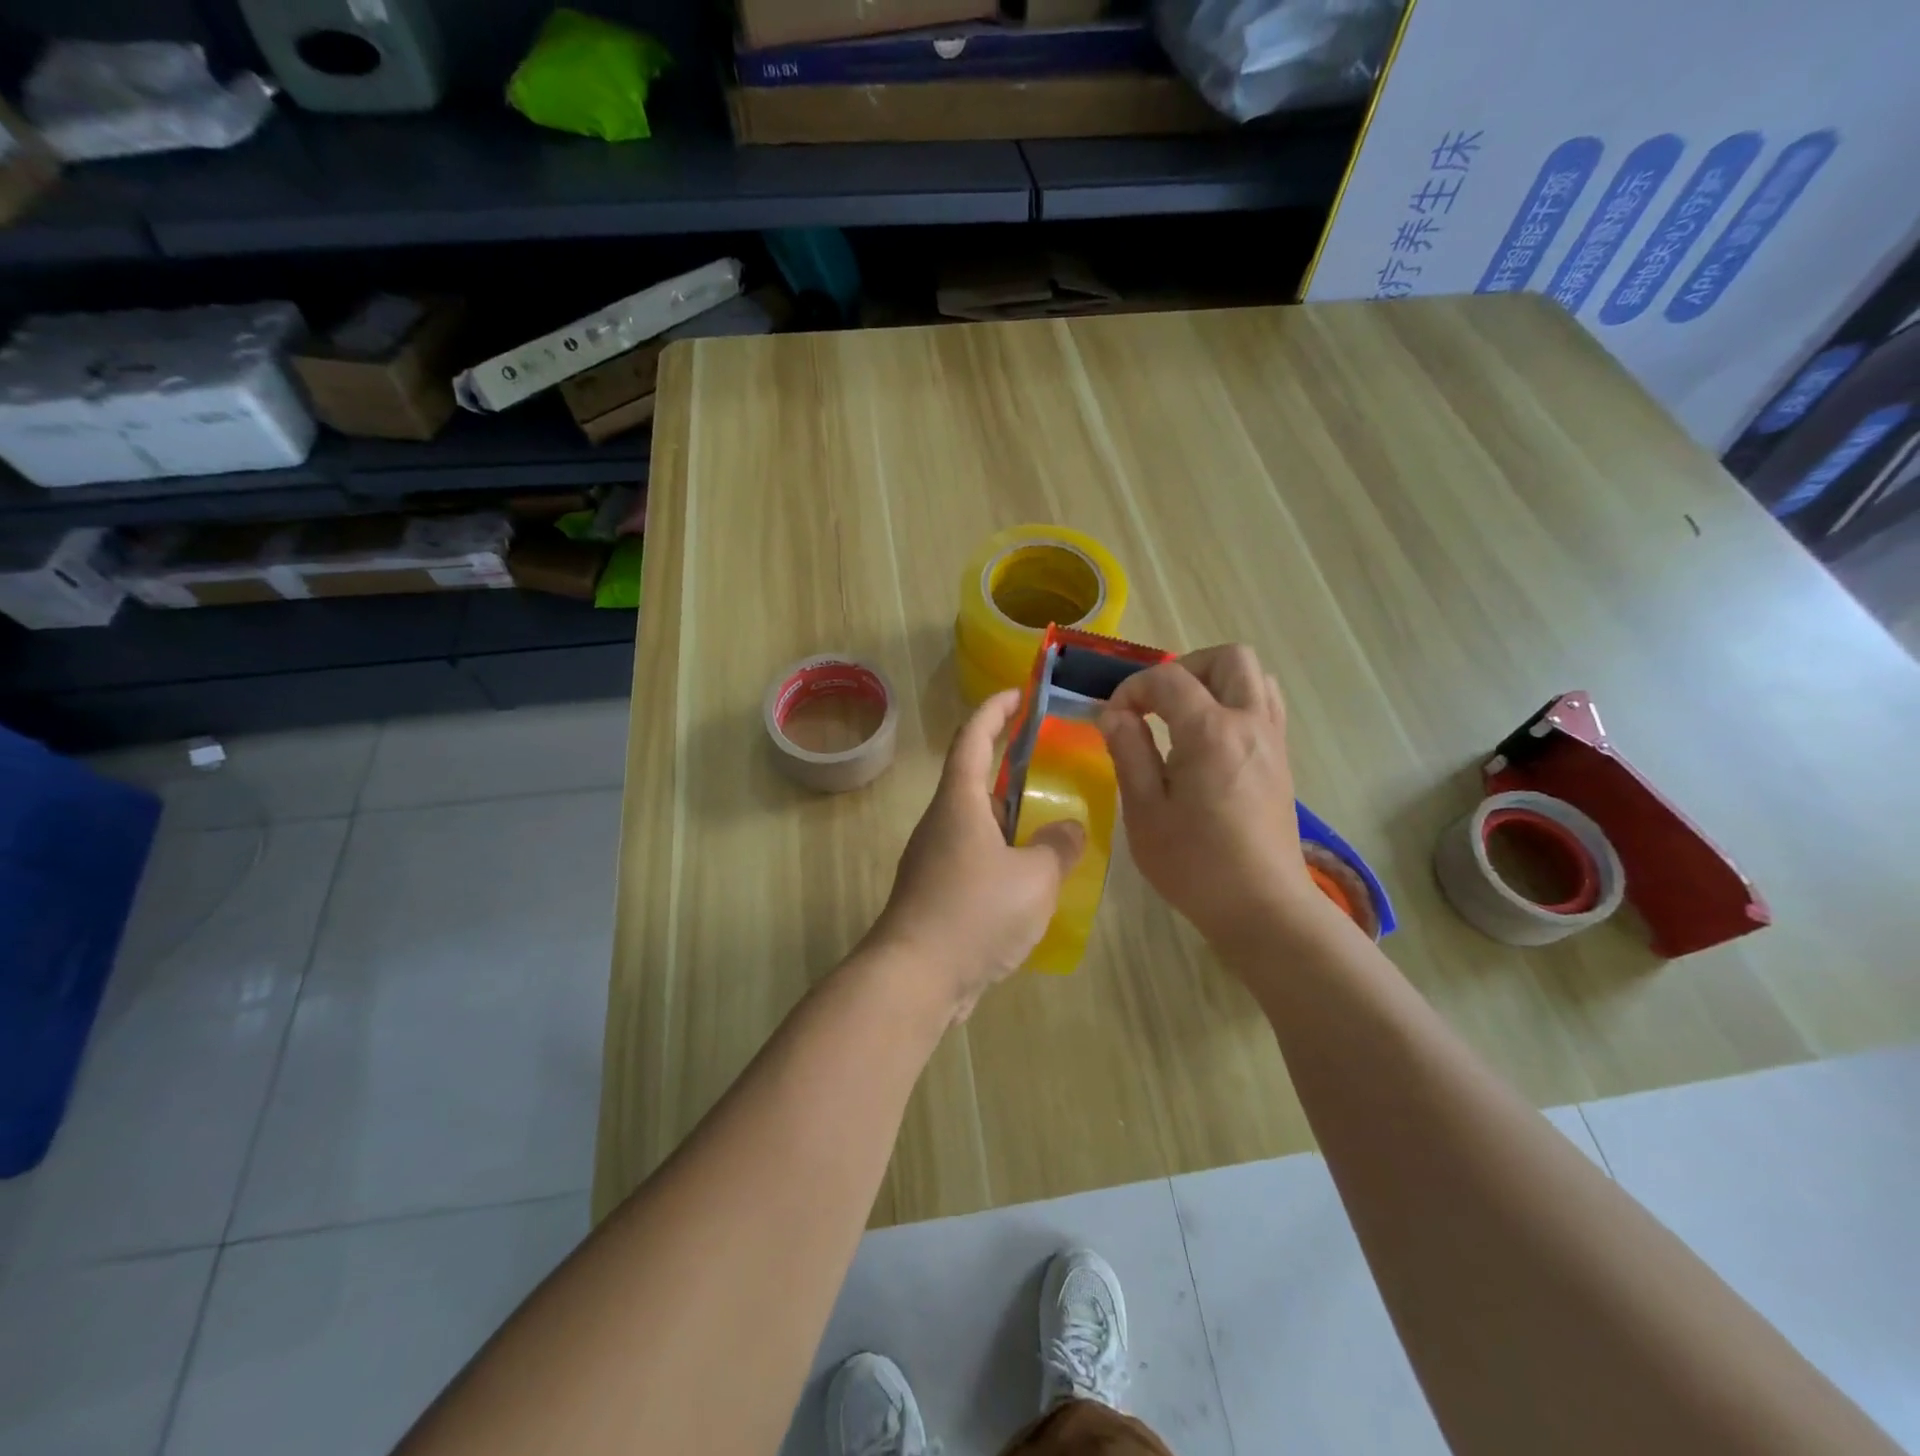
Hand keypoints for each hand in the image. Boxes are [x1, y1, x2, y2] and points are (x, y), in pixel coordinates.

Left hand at [868, 690, 1085, 1021]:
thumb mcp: (1034, 877)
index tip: (1018, 693)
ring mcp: (935, 859)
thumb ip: (1058, 847)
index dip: (995, 710)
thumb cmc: (974, 912)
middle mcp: (942, 822)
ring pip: (978, 823)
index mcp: (960, 802)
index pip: (973, 738)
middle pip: (975, 779)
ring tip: (1051, 820)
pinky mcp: (937, 893)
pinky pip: (976, 858)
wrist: (915, 977)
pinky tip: (1032, 877)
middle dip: (1009, 765)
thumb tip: (1068, 829)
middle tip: (1050, 762)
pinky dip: (1004, 854)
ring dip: (1010, 816)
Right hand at [1099, 645, 1319, 950]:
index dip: (1133, 688)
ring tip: (1183, 716)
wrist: (1262, 907)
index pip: (1169, 678)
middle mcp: (1250, 723)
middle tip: (1156, 703)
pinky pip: (1264, 706)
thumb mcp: (1145, 811)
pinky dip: (1235, 703)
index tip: (1113, 718)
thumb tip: (1114, 714)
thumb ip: (1128, 752)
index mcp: (1212, 732)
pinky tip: (1208, 741)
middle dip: (1185, 667)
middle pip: (1229, 658)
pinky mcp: (1281, 760)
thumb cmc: (1195, 864)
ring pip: (1255, 677)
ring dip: (1215, 681)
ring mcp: (1273, 740)